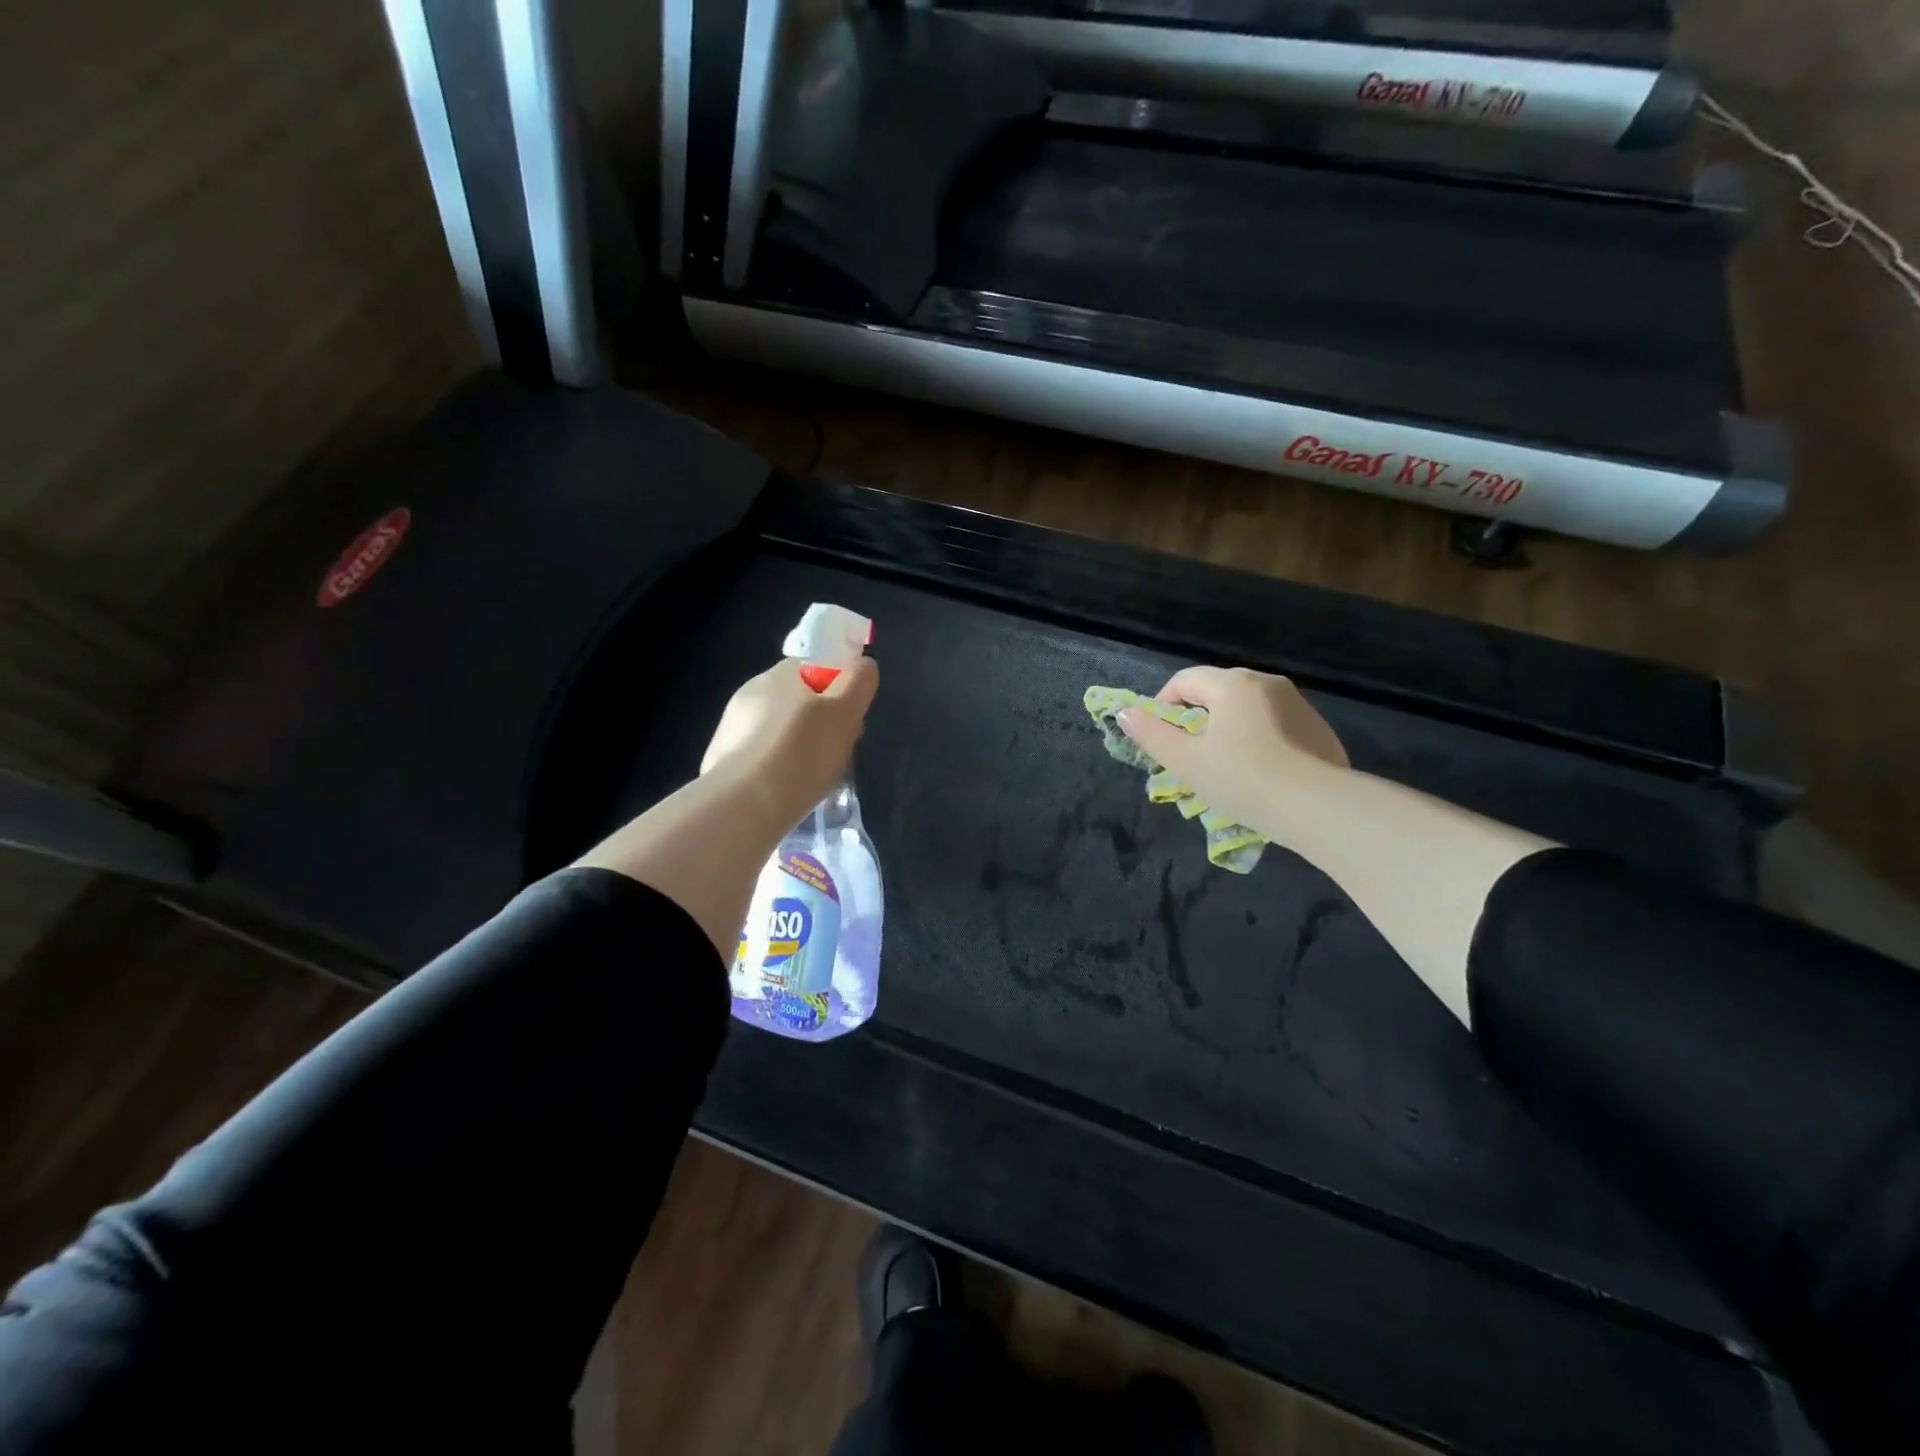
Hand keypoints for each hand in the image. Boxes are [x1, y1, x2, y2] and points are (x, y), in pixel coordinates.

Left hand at [700, 657, 878, 823]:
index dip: (842, 691)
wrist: (743, 805)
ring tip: (813, 778)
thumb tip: (862, 666)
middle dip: (821, 723)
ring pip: (780, 731)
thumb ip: (859, 682)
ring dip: (798, 748)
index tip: (851, 721)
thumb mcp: (845, 712)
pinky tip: (786, 791)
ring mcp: (732, 726)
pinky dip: (777, 769)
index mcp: (782, 672)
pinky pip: (762, 758)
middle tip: (837, 753)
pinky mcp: (721, 760)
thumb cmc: (802, 752)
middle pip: (800, 701)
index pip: (820, 667)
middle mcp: (752, 691)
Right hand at [1118, 667, 1348, 834]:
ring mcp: (1298, 705)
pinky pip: (1275, 726)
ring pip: (1248, 709)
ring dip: (1227, 730)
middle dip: (1196, 719)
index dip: (1162, 705)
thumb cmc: (1243, 779)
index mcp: (1233, 684)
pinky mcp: (1319, 729)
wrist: (1319, 808)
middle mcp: (1268, 683)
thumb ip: (1152, 734)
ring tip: (1224, 768)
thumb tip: (1124, 714)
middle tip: (1189, 756)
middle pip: (1217, 692)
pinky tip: (1260, 774)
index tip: (1159, 738)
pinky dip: (1258, 741)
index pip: (1184, 680)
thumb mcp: (1187, 761)